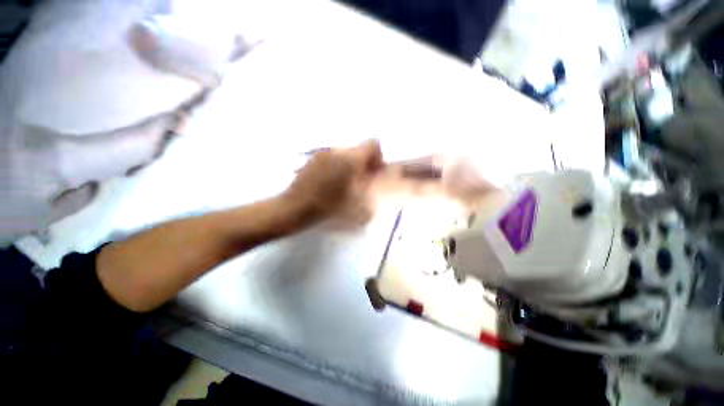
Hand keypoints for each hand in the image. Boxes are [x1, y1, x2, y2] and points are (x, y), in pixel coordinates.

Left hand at [284, 140, 383, 223]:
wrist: (294, 209)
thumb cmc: (328, 209)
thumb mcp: (359, 208)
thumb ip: (372, 192)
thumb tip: (372, 183)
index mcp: (351, 160)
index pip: (373, 144)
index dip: (377, 157)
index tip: (373, 172)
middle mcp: (337, 151)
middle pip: (358, 150)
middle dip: (363, 163)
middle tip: (359, 181)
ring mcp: (322, 153)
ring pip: (344, 154)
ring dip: (349, 166)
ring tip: (343, 184)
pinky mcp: (311, 159)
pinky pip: (331, 157)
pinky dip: (336, 167)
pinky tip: (329, 184)